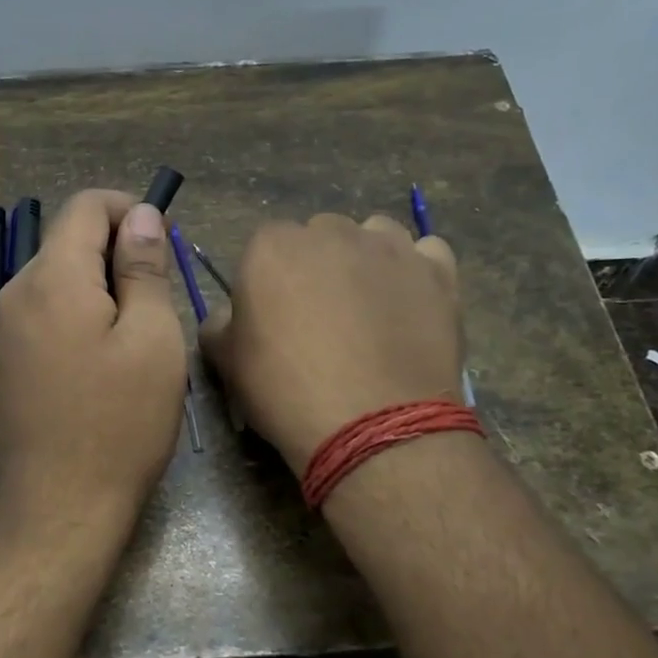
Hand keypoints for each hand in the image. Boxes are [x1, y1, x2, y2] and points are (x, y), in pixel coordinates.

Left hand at [0, 190, 186, 535]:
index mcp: (52, 279)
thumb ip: (143, 269)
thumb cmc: (120, 424)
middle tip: (158, 301)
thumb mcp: (152, 339)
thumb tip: (141, 217)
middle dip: (116, 254)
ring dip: (98, 290)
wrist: (60, 508)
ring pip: (55, 282)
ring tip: (134, 339)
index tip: (162, 245)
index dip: (129, 210)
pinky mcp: (2, 365)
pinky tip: (99, 366)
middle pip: (67, 243)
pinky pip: (42, 318)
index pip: (85, 206)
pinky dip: (76, 319)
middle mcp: (15, 295)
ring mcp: (1, 333)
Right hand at [200, 214, 463, 472]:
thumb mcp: (227, 363)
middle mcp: (332, 232)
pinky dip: (416, 272)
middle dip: (318, 266)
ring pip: (374, 236)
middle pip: (320, 236)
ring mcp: (391, 248)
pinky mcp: (438, 272)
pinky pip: (426, 253)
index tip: (274, 318)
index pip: (265, 247)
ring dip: (367, 260)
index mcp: (272, 247)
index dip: (268, 283)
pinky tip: (410, 304)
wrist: (372, 425)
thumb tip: (228, 317)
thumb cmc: (286, 391)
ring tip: (368, 309)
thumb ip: (219, 325)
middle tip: (321, 317)